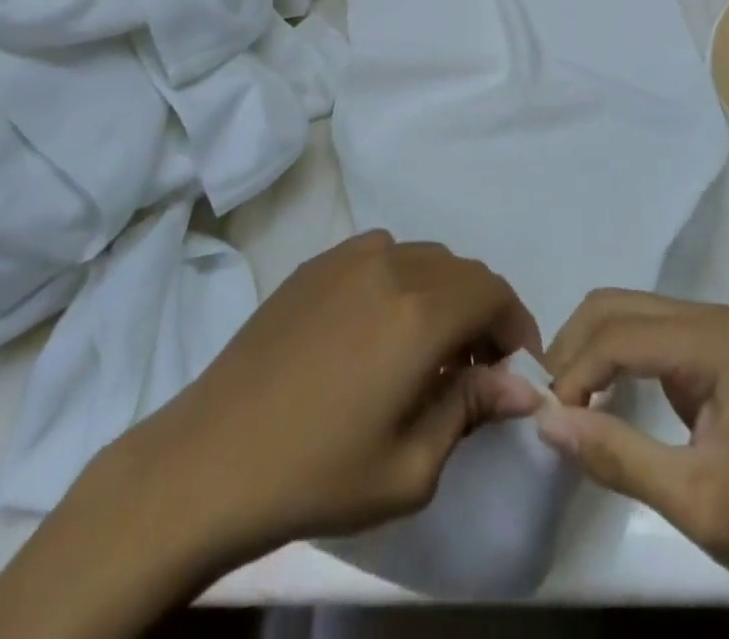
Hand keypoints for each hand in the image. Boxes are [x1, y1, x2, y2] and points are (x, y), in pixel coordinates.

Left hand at [122, 229, 544, 561]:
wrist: (211, 458)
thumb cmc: (318, 473)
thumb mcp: (410, 466)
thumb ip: (470, 409)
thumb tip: (517, 386)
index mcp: (420, 313)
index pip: (493, 293)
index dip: (515, 324)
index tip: (513, 367)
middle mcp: (391, 266)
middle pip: (461, 271)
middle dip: (481, 311)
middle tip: (473, 366)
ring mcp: (348, 258)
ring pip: (421, 257)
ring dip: (441, 293)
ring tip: (425, 346)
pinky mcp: (315, 264)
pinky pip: (379, 255)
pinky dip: (400, 280)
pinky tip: (376, 327)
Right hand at [534, 290, 728, 638]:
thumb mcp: (692, 501)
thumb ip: (616, 454)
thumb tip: (544, 421)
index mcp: (712, 341)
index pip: (620, 335)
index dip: (575, 372)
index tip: (547, 419)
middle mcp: (708, 318)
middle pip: (616, 307)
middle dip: (574, 348)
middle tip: (547, 403)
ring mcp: (708, 331)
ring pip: (624, 314)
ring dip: (587, 350)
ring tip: (564, 400)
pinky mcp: (704, 352)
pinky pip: (641, 335)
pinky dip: (609, 358)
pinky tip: (596, 394)